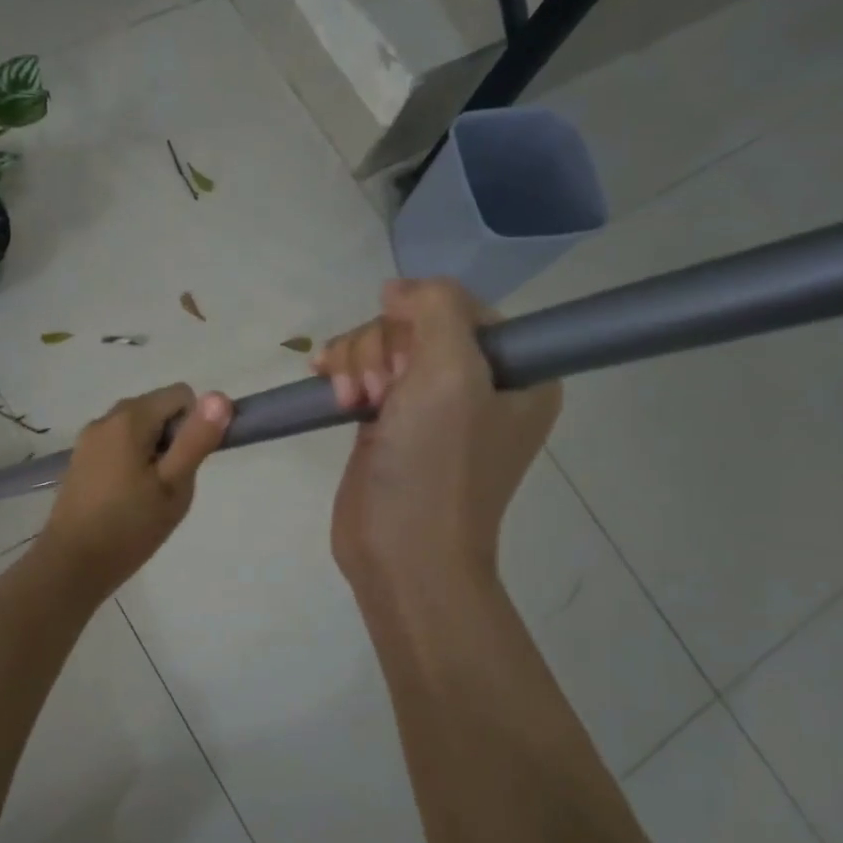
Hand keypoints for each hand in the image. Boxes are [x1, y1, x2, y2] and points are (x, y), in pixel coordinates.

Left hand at [34, 383, 232, 601]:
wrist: (72, 565)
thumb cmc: (130, 526)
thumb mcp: (174, 485)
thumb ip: (197, 439)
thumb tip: (220, 396)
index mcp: (129, 418)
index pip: (180, 395)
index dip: (194, 425)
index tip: (187, 464)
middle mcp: (105, 419)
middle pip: (156, 409)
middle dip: (172, 439)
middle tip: (169, 484)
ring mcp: (88, 439)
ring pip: (137, 429)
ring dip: (153, 452)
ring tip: (149, 495)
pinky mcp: (80, 459)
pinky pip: (118, 445)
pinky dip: (131, 461)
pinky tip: (127, 498)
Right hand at [313, 279, 558, 603]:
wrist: (402, 552)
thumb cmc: (436, 465)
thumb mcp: (451, 373)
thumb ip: (436, 308)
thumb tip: (396, 289)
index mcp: (516, 370)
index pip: (462, 306)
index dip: (422, 322)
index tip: (407, 363)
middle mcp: (478, 383)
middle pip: (416, 324)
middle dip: (383, 348)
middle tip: (378, 392)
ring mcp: (431, 404)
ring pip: (383, 346)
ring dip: (357, 362)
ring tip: (350, 400)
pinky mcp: (391, 422)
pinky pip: (364, 373)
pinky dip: (343, 372)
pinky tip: (325, 383)